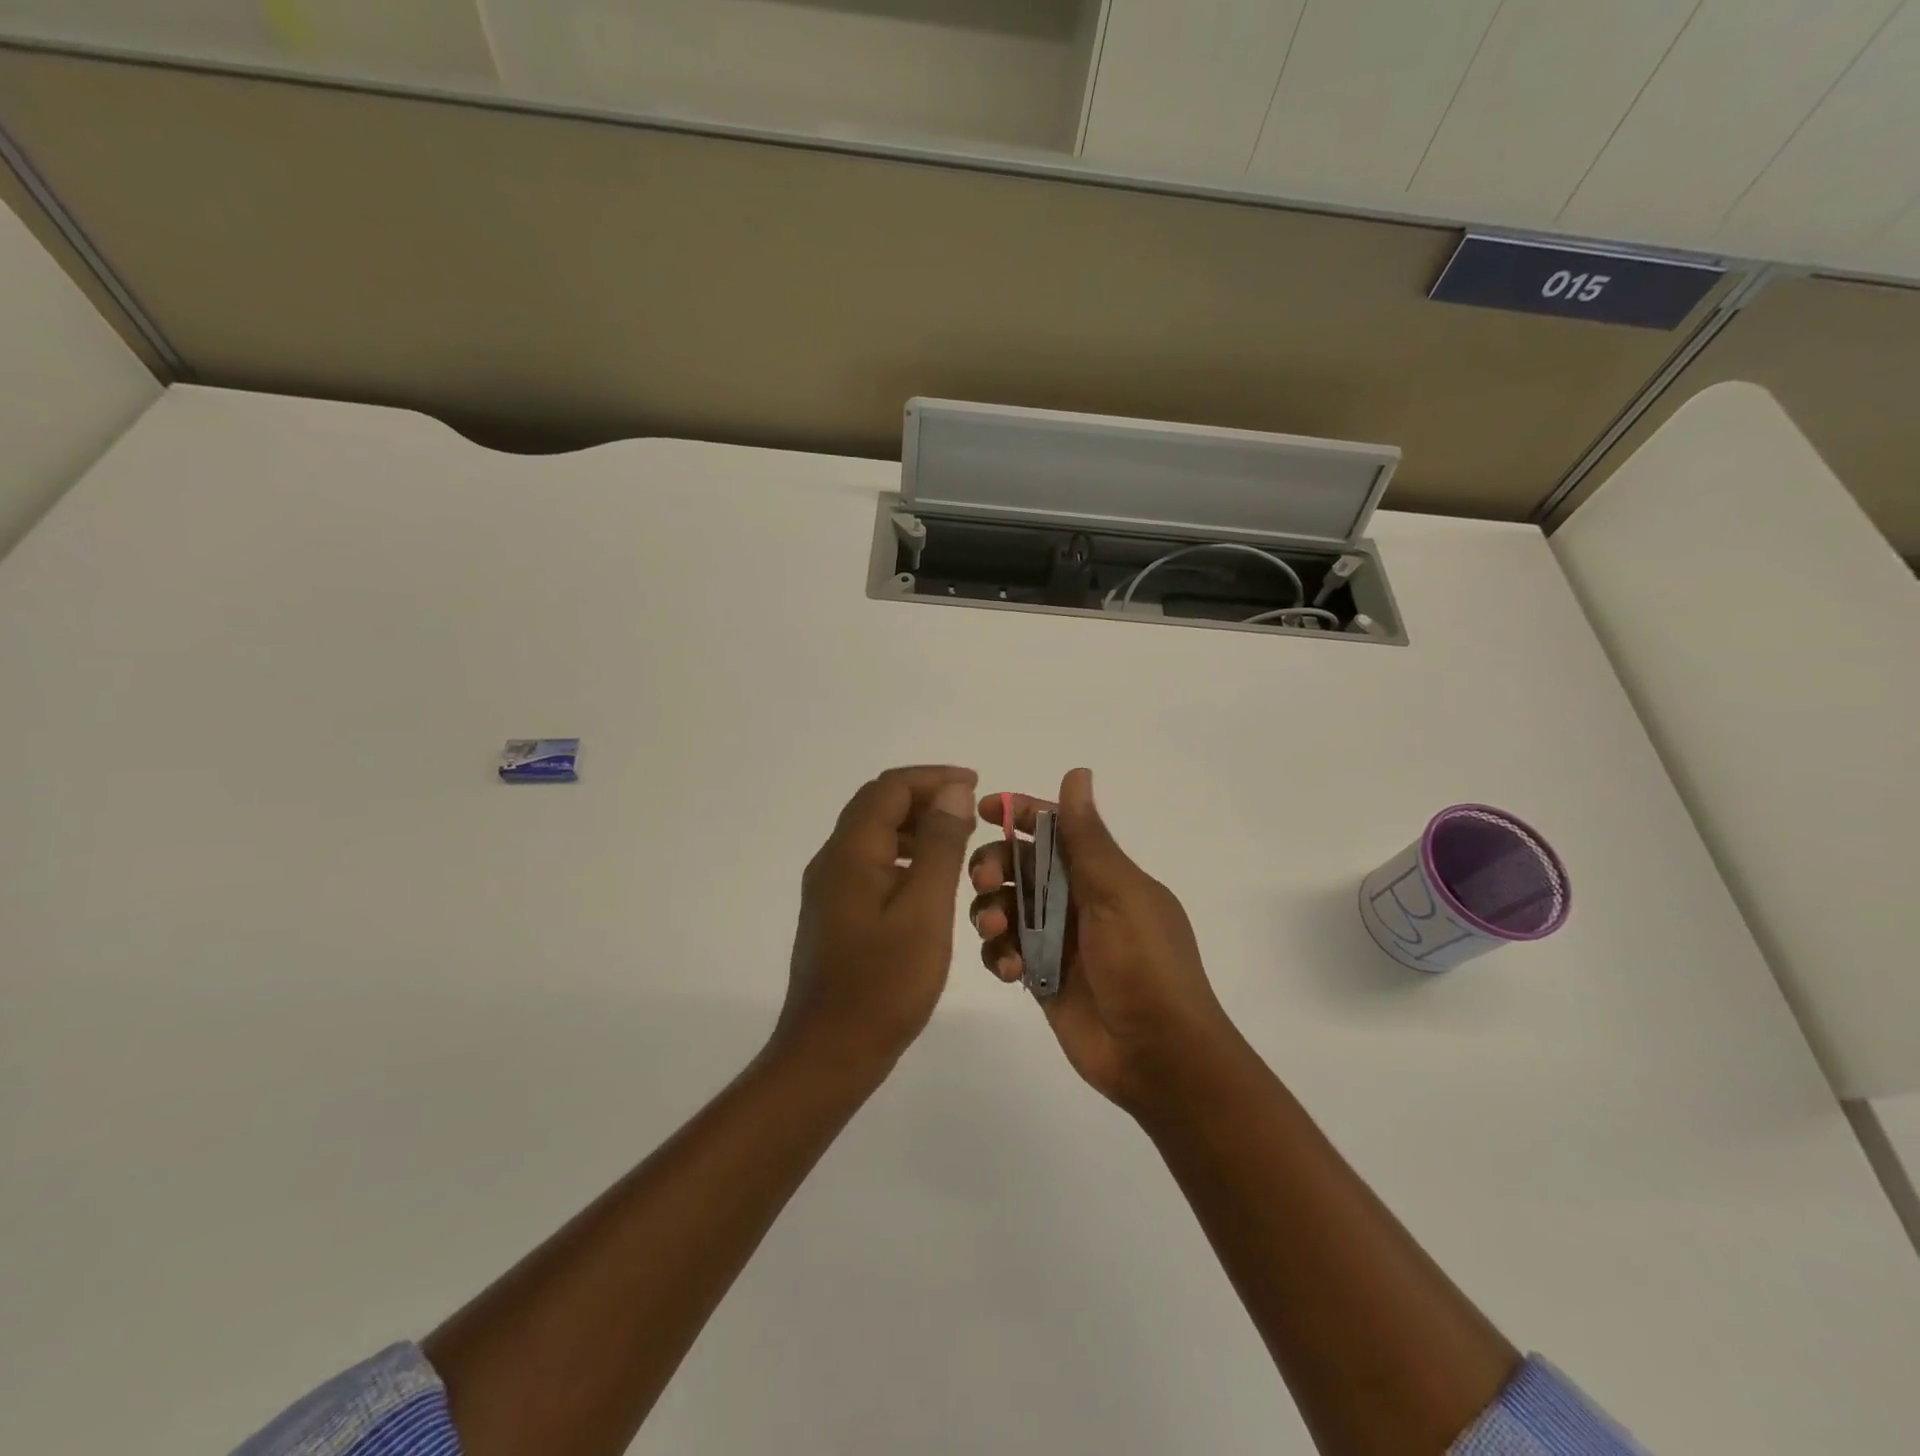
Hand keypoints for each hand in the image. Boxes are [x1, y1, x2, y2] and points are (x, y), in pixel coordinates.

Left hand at [773, 765, 978, 1073]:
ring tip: (958, 839)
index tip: (976, 784)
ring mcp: (829, 888)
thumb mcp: (925, 909)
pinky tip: (931, 879)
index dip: (933, 778)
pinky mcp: (835, 912)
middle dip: (925, 797)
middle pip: (877, 806)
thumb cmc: (884, 983)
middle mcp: (833, 860)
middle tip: (970, 809)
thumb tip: (953, 791)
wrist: (830, 1052)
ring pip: (873, 835)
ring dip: (915, 826)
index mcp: (851, 852)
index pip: (890, 788)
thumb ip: (940, 846)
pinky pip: (871, 864)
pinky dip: (903, 855)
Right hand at [968, 769, 1242, 1115]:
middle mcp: (1077, 900)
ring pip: (1005, 907)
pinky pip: (1005, 951)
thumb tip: (1077, 772)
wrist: (1159, 1056)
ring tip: (997, 932)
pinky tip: (1010, 970)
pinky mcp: (1041, 976)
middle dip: (994, 866)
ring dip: (991, 911)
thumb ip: (1087, 838)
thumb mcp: (1118, 893)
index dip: (1020, 813)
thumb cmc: (1145, 965)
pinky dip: (999, 954)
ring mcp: (1057, 940)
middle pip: (1020, 866)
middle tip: (984, 881)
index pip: (1055, 829)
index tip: (985, 809)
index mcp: (1102, 874)